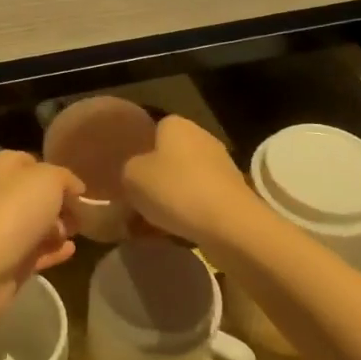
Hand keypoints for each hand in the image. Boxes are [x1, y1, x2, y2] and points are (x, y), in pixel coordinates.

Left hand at [0, 149, 80, 315]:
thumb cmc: (16, 208)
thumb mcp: (50, 178)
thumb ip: (65, 178)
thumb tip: (75, 188)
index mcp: (2, 166)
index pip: (32, 162)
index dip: (57, 173)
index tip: (79, 188)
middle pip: (35, 195)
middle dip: (60, 204)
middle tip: (81, 213)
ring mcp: (1, 228)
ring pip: (35, 224)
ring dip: (58, 228)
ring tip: (76, 232)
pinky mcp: (7, 259)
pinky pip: (35, 251)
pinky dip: (53, 250)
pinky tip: (71, 250)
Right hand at [122, 115, 257, 253]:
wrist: (229, 225)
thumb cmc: (175, 189)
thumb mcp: (130, 176)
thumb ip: (127, 170)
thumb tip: (134, 175)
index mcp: (176, 125)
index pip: (152, 131)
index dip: (139, 152)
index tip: (128, 175)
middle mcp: (201, 138)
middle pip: (169, 158)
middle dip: (154, 179)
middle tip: (135, 202)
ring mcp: (221, 166)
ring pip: (184, 182)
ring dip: (170, 200)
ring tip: (150, 225)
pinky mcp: (233, 195)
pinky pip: (200, 201)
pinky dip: (188, 215)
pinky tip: (173, 234)